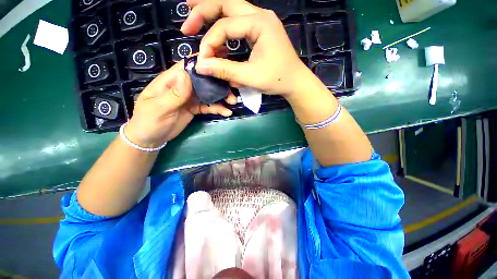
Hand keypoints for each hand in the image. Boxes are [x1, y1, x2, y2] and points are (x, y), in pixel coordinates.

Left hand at [124, 61, 236, 147]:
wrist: (151, 138)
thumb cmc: (149, 121)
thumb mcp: (159, 108)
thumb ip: (174, 93)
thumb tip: (186, 74)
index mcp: (171, 80)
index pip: (188, 67)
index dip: (204, 64)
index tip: (221, 66)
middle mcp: (183, 86)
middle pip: (203, 80)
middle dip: (218, 83)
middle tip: (232, 90)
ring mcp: (190, 98)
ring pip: (208, 93)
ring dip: (221, 97)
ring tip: (232, 102)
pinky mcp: (195, 108)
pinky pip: (208, 106)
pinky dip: (217, 108)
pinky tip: (226, 112)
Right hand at [180, 0, 312, 96]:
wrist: (295, 82)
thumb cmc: (277, 79)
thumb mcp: (250, 76)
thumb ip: (225, 70)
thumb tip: (200, 66)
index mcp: (259, 23)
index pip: (225, 26)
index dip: (209, 43)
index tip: (203, 60)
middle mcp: (260, 15)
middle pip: (225, 3)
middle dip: (203, 10)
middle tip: (187, 24)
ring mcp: (261, 21)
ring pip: (231, 8)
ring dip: (211, 12)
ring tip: (193, 16)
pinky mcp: (261, 30)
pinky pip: (238, 22)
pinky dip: (224, 26)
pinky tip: (216, 36)